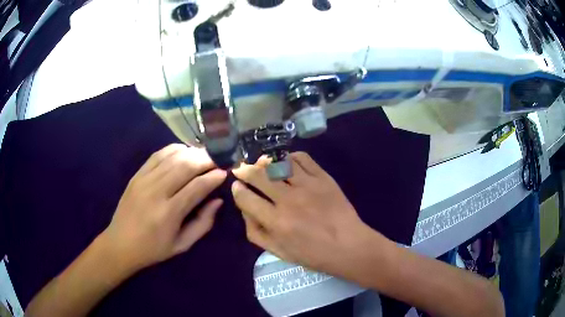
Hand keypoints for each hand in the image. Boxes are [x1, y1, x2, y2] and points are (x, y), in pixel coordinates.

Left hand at [102, 144, 226, 270]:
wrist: (120, 243)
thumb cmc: (153, 249)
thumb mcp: (182, 245)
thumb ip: (203, 223)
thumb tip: (218, 201)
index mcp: (169, 213)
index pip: (197, 187)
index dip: (213, 177)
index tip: (225, 172)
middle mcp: (156, 192)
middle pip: (186, 166)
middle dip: (206, 159)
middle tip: (219, 158)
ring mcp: (144, 180)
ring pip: (172, 157)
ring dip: (192, 152)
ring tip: (204, 154)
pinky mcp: (137, 175)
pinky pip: (157, 155)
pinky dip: (173, 149)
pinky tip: (183, 151)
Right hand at [232, 152, 379, 277]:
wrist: (348, 246)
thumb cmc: (312, 254)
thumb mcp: (278, 252)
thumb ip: (256, 232)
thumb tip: (245, 209)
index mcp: (275, 221)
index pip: (245, 197)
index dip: (237, 190)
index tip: (237, 186)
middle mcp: (288, 200)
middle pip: (258, 175)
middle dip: (244, 169)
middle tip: (241, 168)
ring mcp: (307, 185)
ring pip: (278, 163)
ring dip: (265, 161)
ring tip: (261, 163)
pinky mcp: (323, 178)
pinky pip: (302, 159)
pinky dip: (290, 157)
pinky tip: (286, 162)